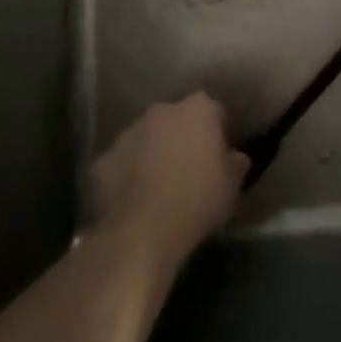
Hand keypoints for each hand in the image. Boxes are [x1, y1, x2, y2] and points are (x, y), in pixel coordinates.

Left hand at [91, 93, 248, 265]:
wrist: (140, 233)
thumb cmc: (195, 201)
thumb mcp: (231, 187)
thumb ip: (236, 164)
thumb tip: (236, 157)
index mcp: (198, 109)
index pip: (214, 112)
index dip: (218, 134)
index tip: (219, 158)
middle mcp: (163, 110)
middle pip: (178, 120)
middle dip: (183, 138)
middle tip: (190, 171)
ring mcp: (129, 132)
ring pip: (148, 138)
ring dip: (154, 153)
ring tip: (160, 188)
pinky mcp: (104, 159)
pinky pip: (122, 162)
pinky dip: (128, 174)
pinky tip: (134, 200)